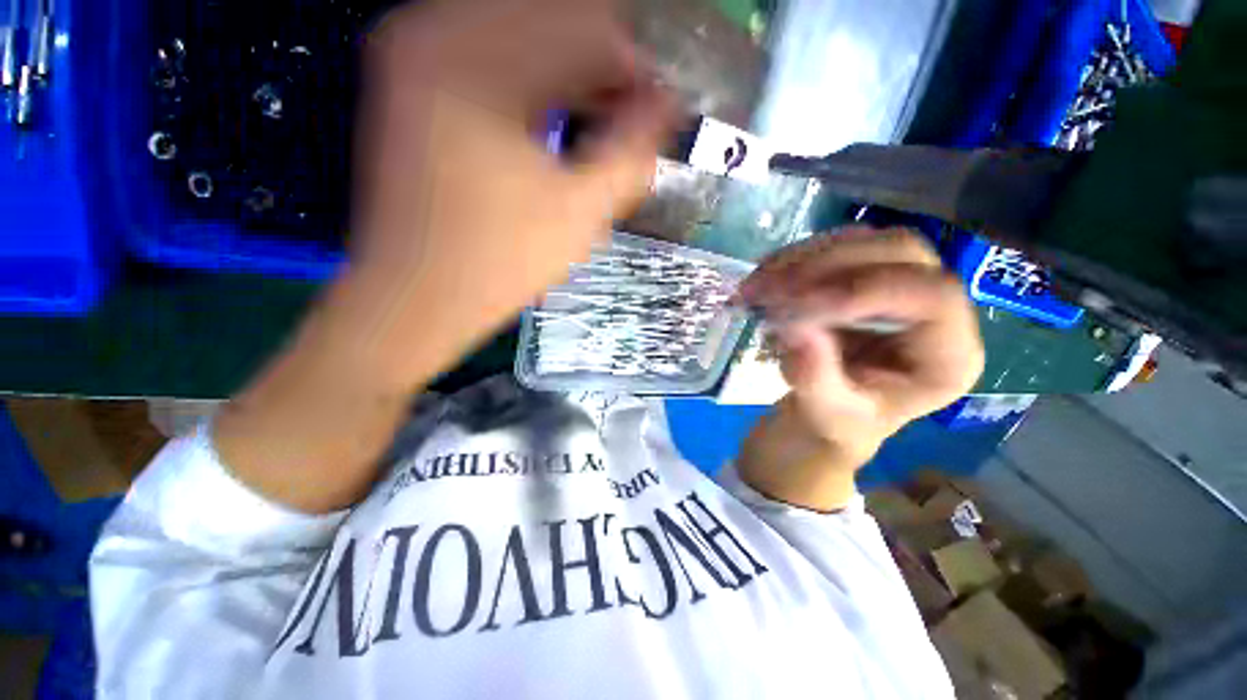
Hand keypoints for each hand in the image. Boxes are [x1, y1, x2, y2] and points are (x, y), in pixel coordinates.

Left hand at [213, 0, 672, 512]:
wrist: (406, 305)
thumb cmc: (495, 272)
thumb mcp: (582, 216)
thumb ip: (628, 151)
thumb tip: (664, 108)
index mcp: (481, 67)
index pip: (590, 23)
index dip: (642, 55)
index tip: (676, 89)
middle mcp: (441, 34)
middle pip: (561, 16)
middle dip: (617, 60)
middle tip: (659, 103)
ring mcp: (422, 52)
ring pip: (533, 32)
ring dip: (586, 71)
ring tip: (623, 117)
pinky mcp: (420, 81)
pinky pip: (507, 59)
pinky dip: (552, 82)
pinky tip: (572, 122)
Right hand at [736, 227, 983, 510]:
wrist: (827, 413)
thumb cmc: (838, 423)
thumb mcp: (827, 414)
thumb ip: (816, 378)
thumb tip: (795, 331)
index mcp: (947, 354)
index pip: (931, 295)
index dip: (866, 290)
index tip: (799, 307)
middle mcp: (935, 308)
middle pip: (899, 251)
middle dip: (827, 265)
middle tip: (771, 289)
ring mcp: (898, 283)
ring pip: (861, 241)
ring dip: (802, 259)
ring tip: (756, 286)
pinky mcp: (862, 276)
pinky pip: (831, 249)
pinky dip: (792, 260)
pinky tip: (763, 277)